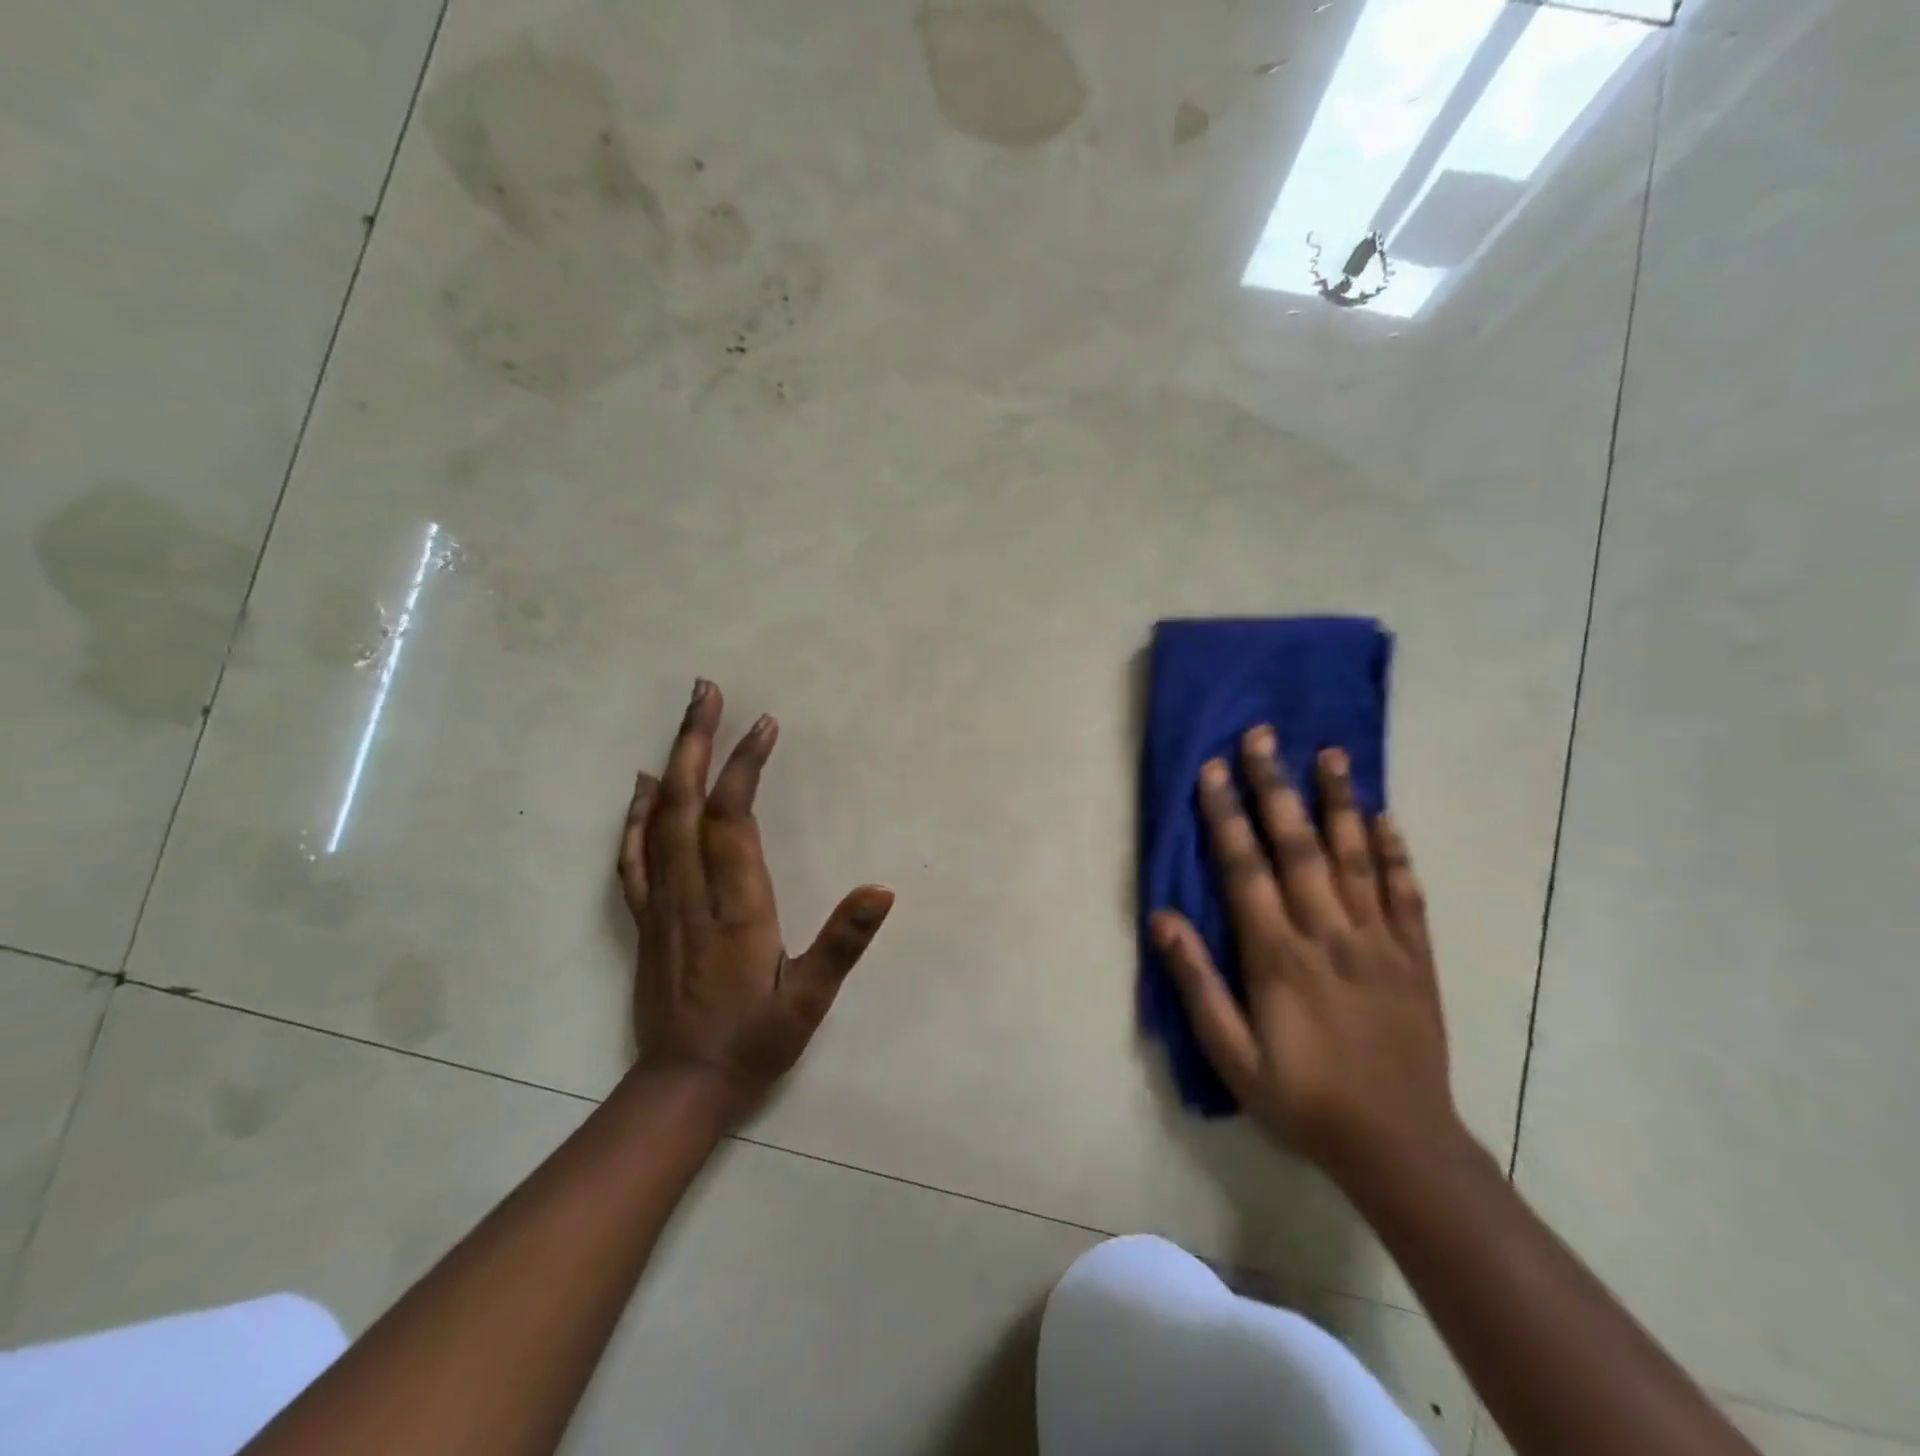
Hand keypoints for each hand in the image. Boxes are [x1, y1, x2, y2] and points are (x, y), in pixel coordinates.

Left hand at [617, 679, 893, 1122]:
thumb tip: (881, 889)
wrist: (683, 1086)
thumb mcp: (811, 999)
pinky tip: (643, 786)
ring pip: (657, 820)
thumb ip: (843, 942)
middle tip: (706, 690)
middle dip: (696, 740)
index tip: (763, 724)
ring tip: (685, 718)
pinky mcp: (645, 918)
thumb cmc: (756, 1040)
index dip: (745, 766)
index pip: (734, 819)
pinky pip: (633, 855)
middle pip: (687, 803)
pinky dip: (636, 813)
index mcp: (736, 906)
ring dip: (671, 762)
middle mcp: (691, 893)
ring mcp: (660, 903)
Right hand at [1150, 727, 1455, 1178]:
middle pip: (1298, 846)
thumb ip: (1197, 984)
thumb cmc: (1303, 1100)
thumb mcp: (1232, 1056)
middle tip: (1263, 736)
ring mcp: (1379, 941)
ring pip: (1356, 856)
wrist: (1399, 1146)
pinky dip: (1395, 852)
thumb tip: (1162, 919)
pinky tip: (1385, 816)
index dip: (1226, 816)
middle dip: (1276, 787)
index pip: (1245, 869)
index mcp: (1279, 956)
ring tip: (1329, 752)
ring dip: (1339, 801)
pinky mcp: (1415, 957)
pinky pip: (1406, 893)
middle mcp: (1329, 934)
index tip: (1214, 770)